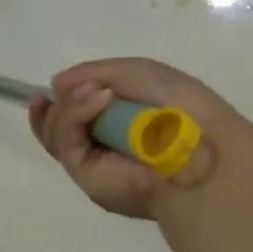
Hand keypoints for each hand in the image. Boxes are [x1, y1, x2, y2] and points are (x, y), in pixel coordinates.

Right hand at [27, 57, 248, 218]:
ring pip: (55, 133)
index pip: (77, 118)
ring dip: (69, 104)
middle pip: (58, 128)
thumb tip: (55, 84)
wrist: (202, 143)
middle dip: (56, 106)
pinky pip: (65, 141)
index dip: (60, 102)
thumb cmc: (179, 106)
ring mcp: (95, 164)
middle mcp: (104, 147)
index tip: (50, 87)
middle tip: (68, 89)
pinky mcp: (88, 178)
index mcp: (121, 125)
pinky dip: (75, 113)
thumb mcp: (136, 73)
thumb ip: (94, 73)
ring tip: (100, 92)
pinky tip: (100, 99)